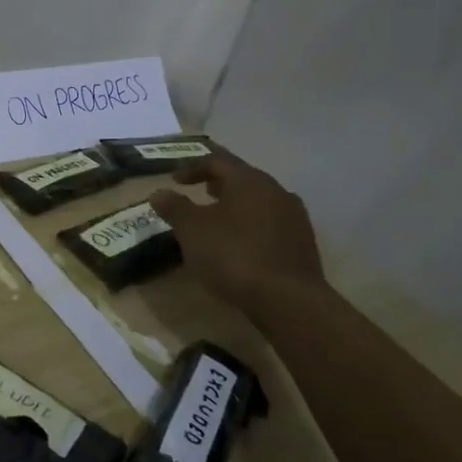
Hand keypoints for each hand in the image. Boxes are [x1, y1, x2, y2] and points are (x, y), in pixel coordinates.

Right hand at [149, 147, 325, 314]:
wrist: (287, 299)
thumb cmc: (233, 255)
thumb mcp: (191, 230)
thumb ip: (174, 207)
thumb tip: (159, 192)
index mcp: (249, 180)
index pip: (218, 161)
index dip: (193, 167)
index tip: (174, 179)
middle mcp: (276, 191)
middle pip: (243, 179)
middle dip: (218, 184)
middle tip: (199, 193)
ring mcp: (294, 217)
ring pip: (259, 202)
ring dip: (236, 206)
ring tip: (218, 221)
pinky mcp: (303, 243)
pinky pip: (271, 224)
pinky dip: (251, 226)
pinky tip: (240, 245)